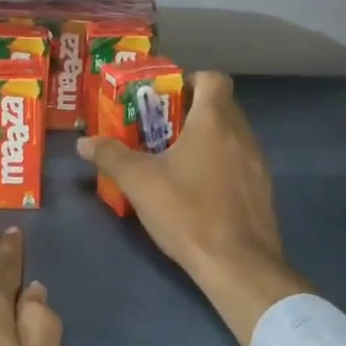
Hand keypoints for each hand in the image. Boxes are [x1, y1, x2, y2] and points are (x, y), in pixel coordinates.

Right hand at [77, 71, 308, 345]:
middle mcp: (241, 134)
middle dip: (190, 111)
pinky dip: (220, 163)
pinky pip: (239, 161)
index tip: (165, 98)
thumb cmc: (187, 212)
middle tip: (158, 128)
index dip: (189, 81)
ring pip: (231, 135)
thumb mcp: (138, 182)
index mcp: (214, 121)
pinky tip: (197, 188)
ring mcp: (257, 163)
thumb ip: (111, 156)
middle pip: (220, 105)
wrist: (239, 266)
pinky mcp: (262, 190)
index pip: (213, 79)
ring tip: (174, 158)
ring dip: (206, 138)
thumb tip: (83, 142)